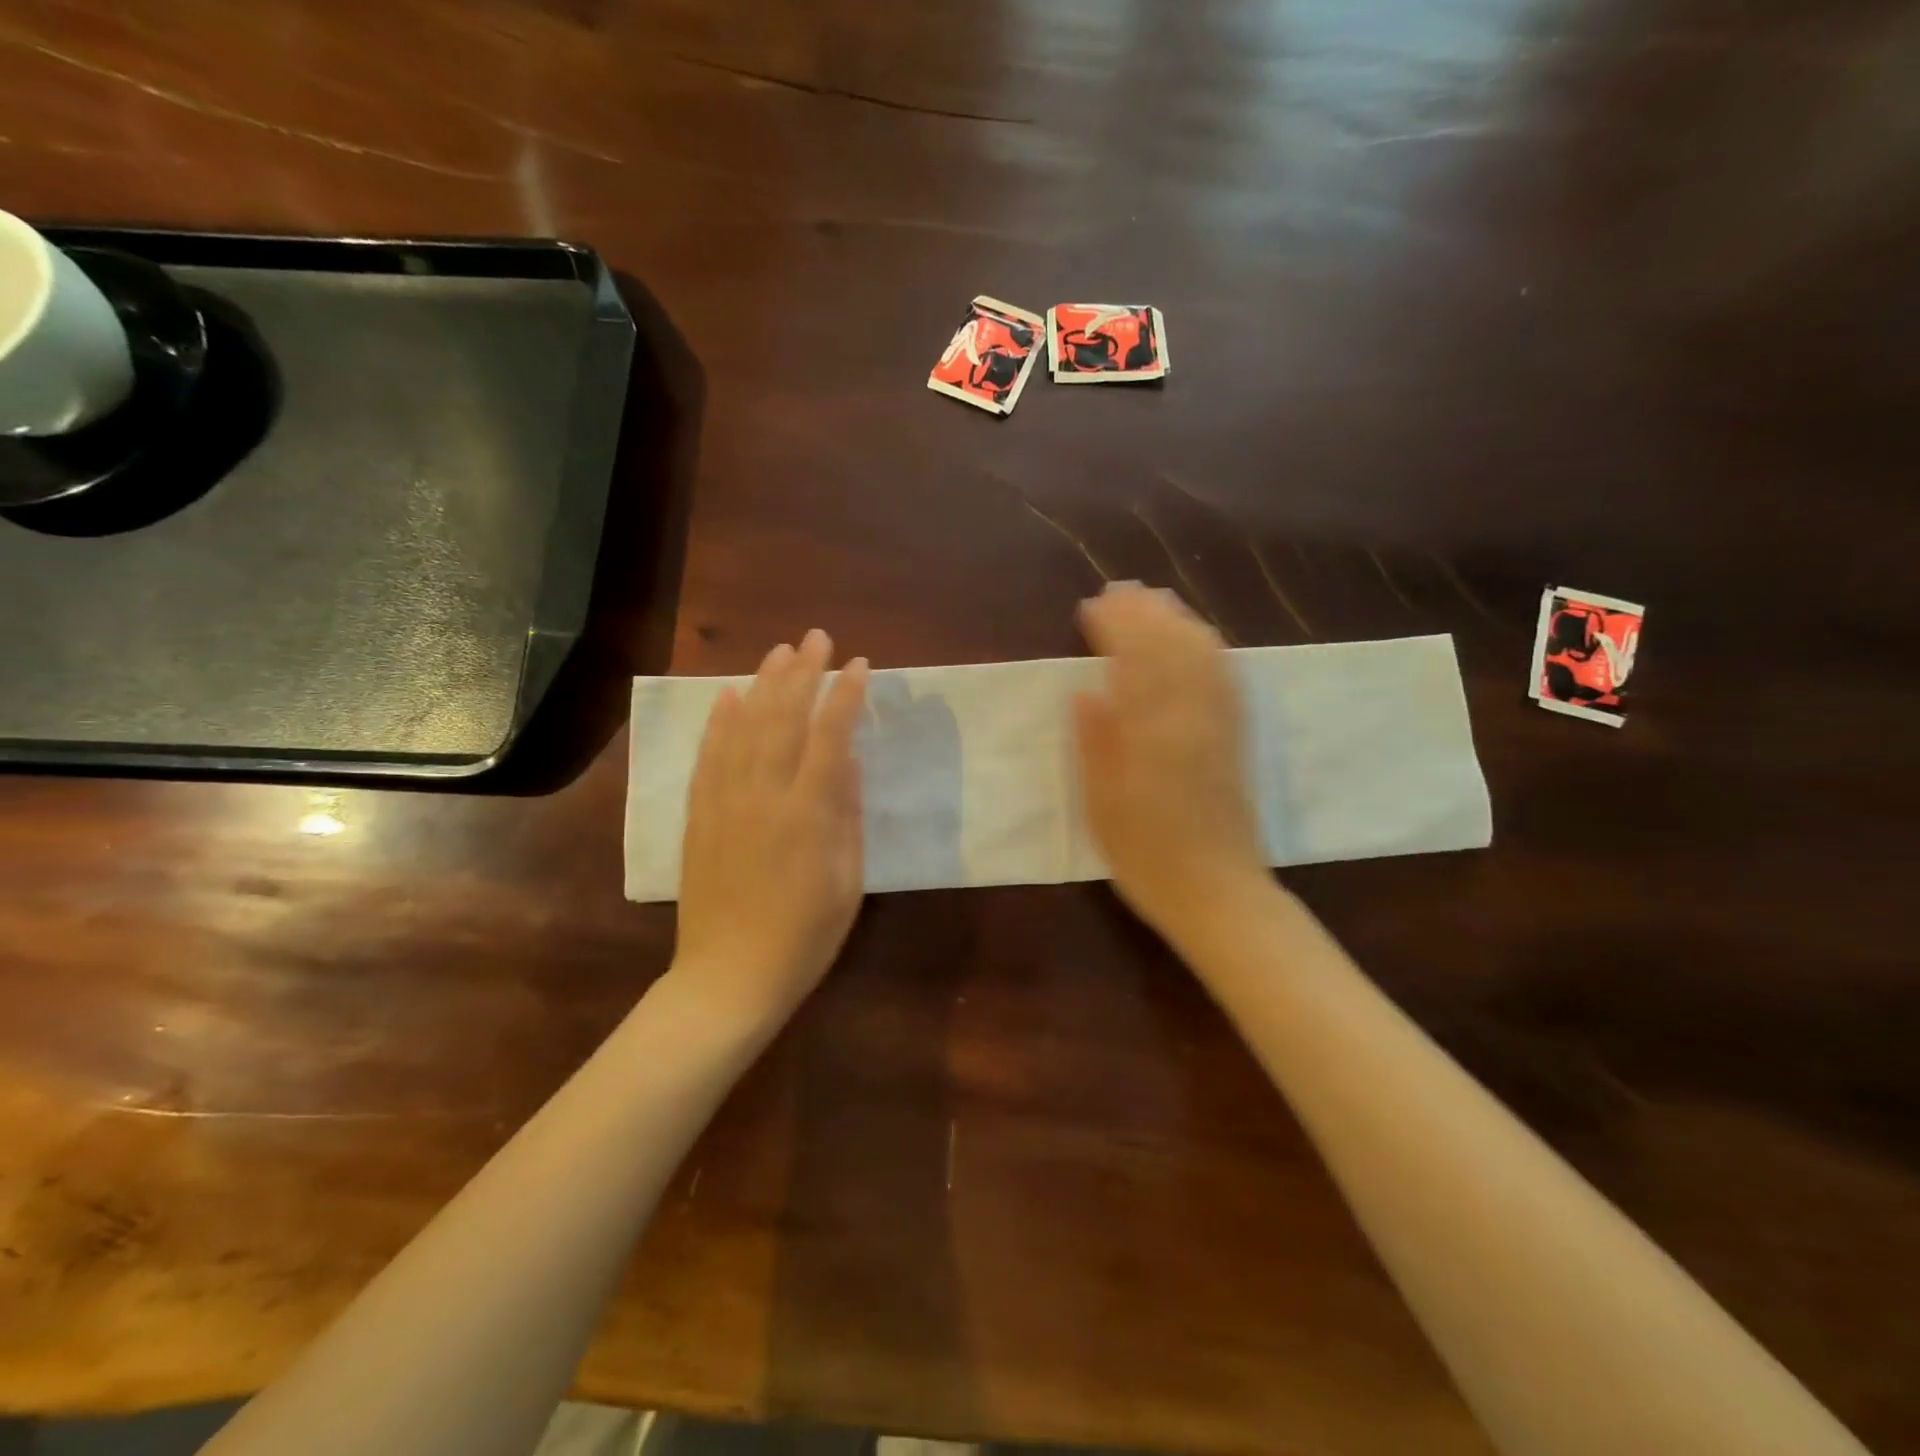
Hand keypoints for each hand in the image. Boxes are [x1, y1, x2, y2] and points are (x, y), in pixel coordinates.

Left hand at [675, 629, 869, 1031]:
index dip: (845, 697)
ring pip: (743, 729)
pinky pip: (708, 758)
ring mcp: (725, 803)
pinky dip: (718, 723)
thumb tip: (852, 762)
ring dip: (762, 685)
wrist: (729, 978)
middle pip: (783, 719)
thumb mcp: (847, 882)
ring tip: (779, 652)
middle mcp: (763, 796)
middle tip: (817, 638)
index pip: (830, 737)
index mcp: (808, 814)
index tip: (859, 666)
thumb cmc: (804, 937)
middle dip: (803, 673)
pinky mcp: (699, 816)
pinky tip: (728, 696)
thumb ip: (849, 816)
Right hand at [1074, 584, 1268, 945]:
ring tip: (1154, 600)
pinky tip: (1198, 637)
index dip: (1113, 627)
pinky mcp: (1236, 737)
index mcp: (1151, 731)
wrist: (1217, 892)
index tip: (1090, 607)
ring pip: (1202, 655)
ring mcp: (1219, 724)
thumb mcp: (1102, 804)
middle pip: (1170, 647)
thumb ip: (1095, 743)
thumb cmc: (1146, 854)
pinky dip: (1209, 647)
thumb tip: (1085, 691)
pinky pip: (1226, 677)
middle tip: (1118, 590)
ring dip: (1177, 621)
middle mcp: (1190, 716)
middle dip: (1144, 613)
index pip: (1133, 659)